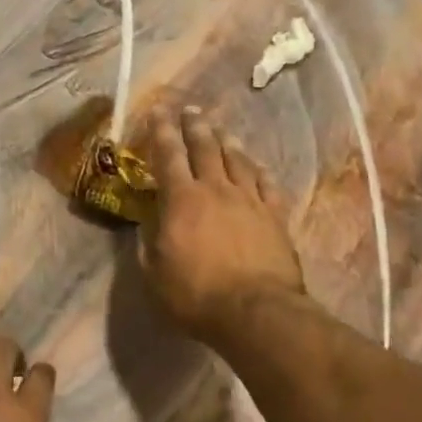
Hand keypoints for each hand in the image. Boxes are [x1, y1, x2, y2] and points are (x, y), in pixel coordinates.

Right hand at [136, 108, 306, 344]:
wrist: (256, 311)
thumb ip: (148, 242)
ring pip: (237, 159)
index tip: (157, 111)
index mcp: (181, 199)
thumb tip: (147, 222)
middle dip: (194, 125)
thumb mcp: (155, 273)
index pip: (168, 155)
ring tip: (220, 128)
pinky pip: (267, 183)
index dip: (161, 131)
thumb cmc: (196, 294)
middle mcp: (216, 189)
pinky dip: (259, 170)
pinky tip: (257, 164)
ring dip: (226, 140)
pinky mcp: (275, 216)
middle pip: (205, 147)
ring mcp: (249, 200)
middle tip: (190, 109)